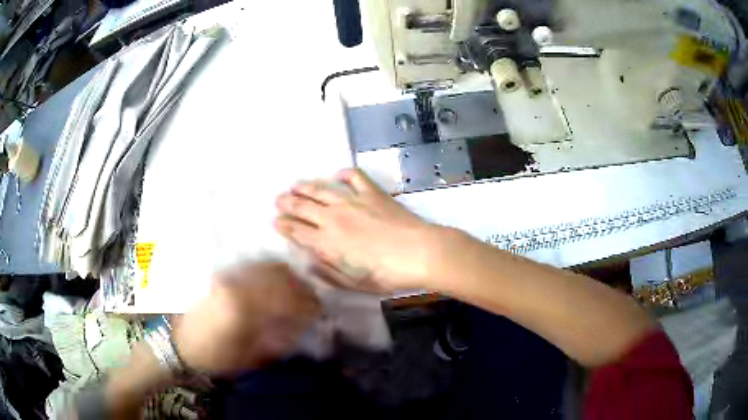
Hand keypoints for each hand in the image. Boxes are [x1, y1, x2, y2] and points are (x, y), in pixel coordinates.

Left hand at [172, 262, 320, 375]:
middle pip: (278, 276)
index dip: (306, 303)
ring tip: (296, 289)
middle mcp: (235, 285)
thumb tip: (300, 324)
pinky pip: (252, 266)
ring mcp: (226, 276)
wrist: (179, 344)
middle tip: (311, 299)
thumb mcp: (249, 356)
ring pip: (266, 266)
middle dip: (300, 287)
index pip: (285, 298)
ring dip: (287, 276)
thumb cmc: (214, 357)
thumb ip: (277, 339)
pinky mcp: (220, 275)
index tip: (318, 310)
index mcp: (242, 308)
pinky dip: (270, 271)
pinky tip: (276, 281)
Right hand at [274, 168, 447, 292]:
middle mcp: (333, 218)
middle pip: (303, 206)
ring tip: (295, 185)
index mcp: (327, 242)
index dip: (284, 225)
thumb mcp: (353, 283)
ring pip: (321, 189)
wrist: (419, 253)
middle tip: (278, 200)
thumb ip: (328, 271)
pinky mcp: (371, 192)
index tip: (276, 220)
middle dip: (287, 203)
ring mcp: (352, 201)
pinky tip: (337, 174)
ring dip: (305, 187)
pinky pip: (354, 176)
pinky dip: (344, 174)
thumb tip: (310, 260)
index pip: (297, 231)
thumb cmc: (386, 275)